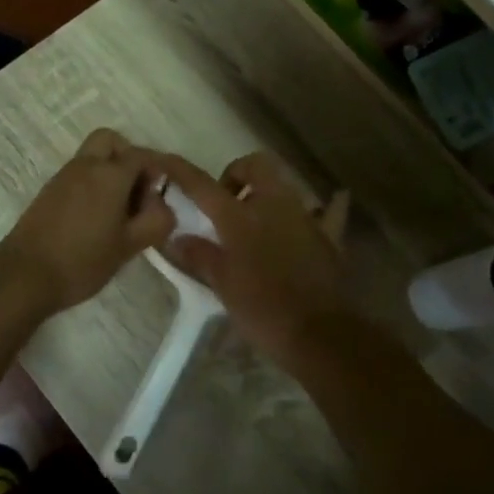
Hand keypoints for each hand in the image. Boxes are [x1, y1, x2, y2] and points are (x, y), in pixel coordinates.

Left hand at [0, 129, 174, 313]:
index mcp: (109, 174)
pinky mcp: (49, 192)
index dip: (157, 169)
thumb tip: (164, 207)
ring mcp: (63, 177)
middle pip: (111, 141)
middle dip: (128, 157)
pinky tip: (97, 219)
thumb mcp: (129, 246)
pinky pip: (78, 174)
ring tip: (120, 212)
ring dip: (110, 172)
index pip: (141, 155)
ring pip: (92, 157)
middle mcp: (85, 166)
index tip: (162, 194)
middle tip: (138, 191)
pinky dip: (92, 184)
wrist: (24, 275)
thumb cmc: (82, 260)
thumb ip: (155, 222)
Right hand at [153, 151, 358, 366]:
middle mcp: (273, 205)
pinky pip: (328, 211)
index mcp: (240, 218)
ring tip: (258, 215)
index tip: (165, 159)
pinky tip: (327, 204)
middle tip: (225, 200)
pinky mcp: (329, 236)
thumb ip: (200, 256)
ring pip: (286, 184)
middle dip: (237, 173)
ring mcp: (305, 217)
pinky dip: (325, 206)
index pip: (202, 185)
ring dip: (269, 191)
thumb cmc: (262, 310)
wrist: (319, 334)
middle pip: (255, 166)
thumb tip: (178, 239)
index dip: (181, 170)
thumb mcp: (223, 285)